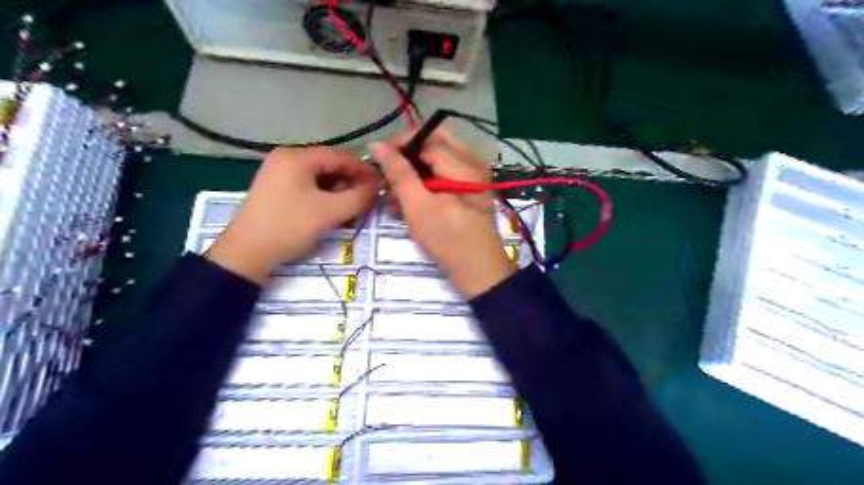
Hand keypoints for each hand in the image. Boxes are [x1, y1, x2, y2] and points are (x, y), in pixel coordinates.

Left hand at [205, 148, 378, 283]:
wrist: (246, 253)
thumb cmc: (290, 227)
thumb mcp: (330, 212)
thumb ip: (359, 197)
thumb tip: (377, 187)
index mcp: (297, 157)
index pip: (341, 156)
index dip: (364, 170)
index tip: (381, 185)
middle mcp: (287, 158)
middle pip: (330, 164)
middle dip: (351, 181)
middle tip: (367, 199)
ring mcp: (279, 172)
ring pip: (320, 176)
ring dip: (339, 189)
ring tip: (351, 207)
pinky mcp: (276, 187)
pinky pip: (308, 184)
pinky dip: (324, 194)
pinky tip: (332, 209)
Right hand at [368, 128, 514, 296]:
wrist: (479, 269)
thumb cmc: (448, 239)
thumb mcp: (418, 206)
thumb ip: (399, 173)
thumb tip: (377, 144)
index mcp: (464, 164)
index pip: (427, 138)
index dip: (400, 143)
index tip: (378, 158)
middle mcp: (473, 162)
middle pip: (435, 142)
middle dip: (408, 155)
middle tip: (389, 173)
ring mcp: (474, 175)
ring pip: (439, 158)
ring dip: (415, 170)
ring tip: (394, 195)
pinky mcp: (471, 189)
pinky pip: (446, 173)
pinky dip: (426, 182)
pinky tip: (410, 201)